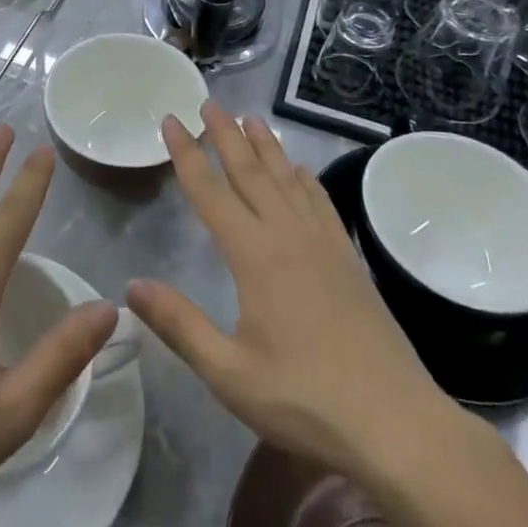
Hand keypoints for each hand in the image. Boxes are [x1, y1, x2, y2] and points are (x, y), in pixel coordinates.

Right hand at [127, 105, 471, 495]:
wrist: (396, 423)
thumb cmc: (305, 399)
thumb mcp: (229, 372)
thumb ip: (179, 325)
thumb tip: (131, 285)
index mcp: (253, 255)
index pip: (210, 191)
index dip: (187, 154)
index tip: (172, 120)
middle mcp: (287, 235)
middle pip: (249, 172)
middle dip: (226, 135)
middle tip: (209, 103)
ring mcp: (323, 244)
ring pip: (287, 179)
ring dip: (266, 146)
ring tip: (250, 119)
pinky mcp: (348, 260)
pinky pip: (321, 203)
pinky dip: (305, 179)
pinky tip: (300, 171)